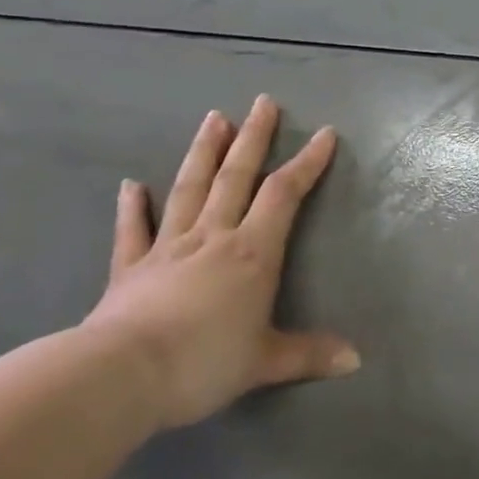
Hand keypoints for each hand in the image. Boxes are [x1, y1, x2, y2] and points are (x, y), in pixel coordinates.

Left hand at [87, 96, 358, 429]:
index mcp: (252, 252)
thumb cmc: (204, 362)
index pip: (284, 194)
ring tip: (214, 118)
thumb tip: (357, 361)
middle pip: (236, 176)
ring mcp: (168, 248)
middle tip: (262, 102)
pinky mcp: (129, 269)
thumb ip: (309, 355)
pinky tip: (130, 184)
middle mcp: (213, 237)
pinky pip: (132, 231)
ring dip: (203, 152)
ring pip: (189, 189)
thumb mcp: (266, 362)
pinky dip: (132, 207)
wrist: (121, 377)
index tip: (323, 133)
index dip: (306, 162)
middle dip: (253, 137)